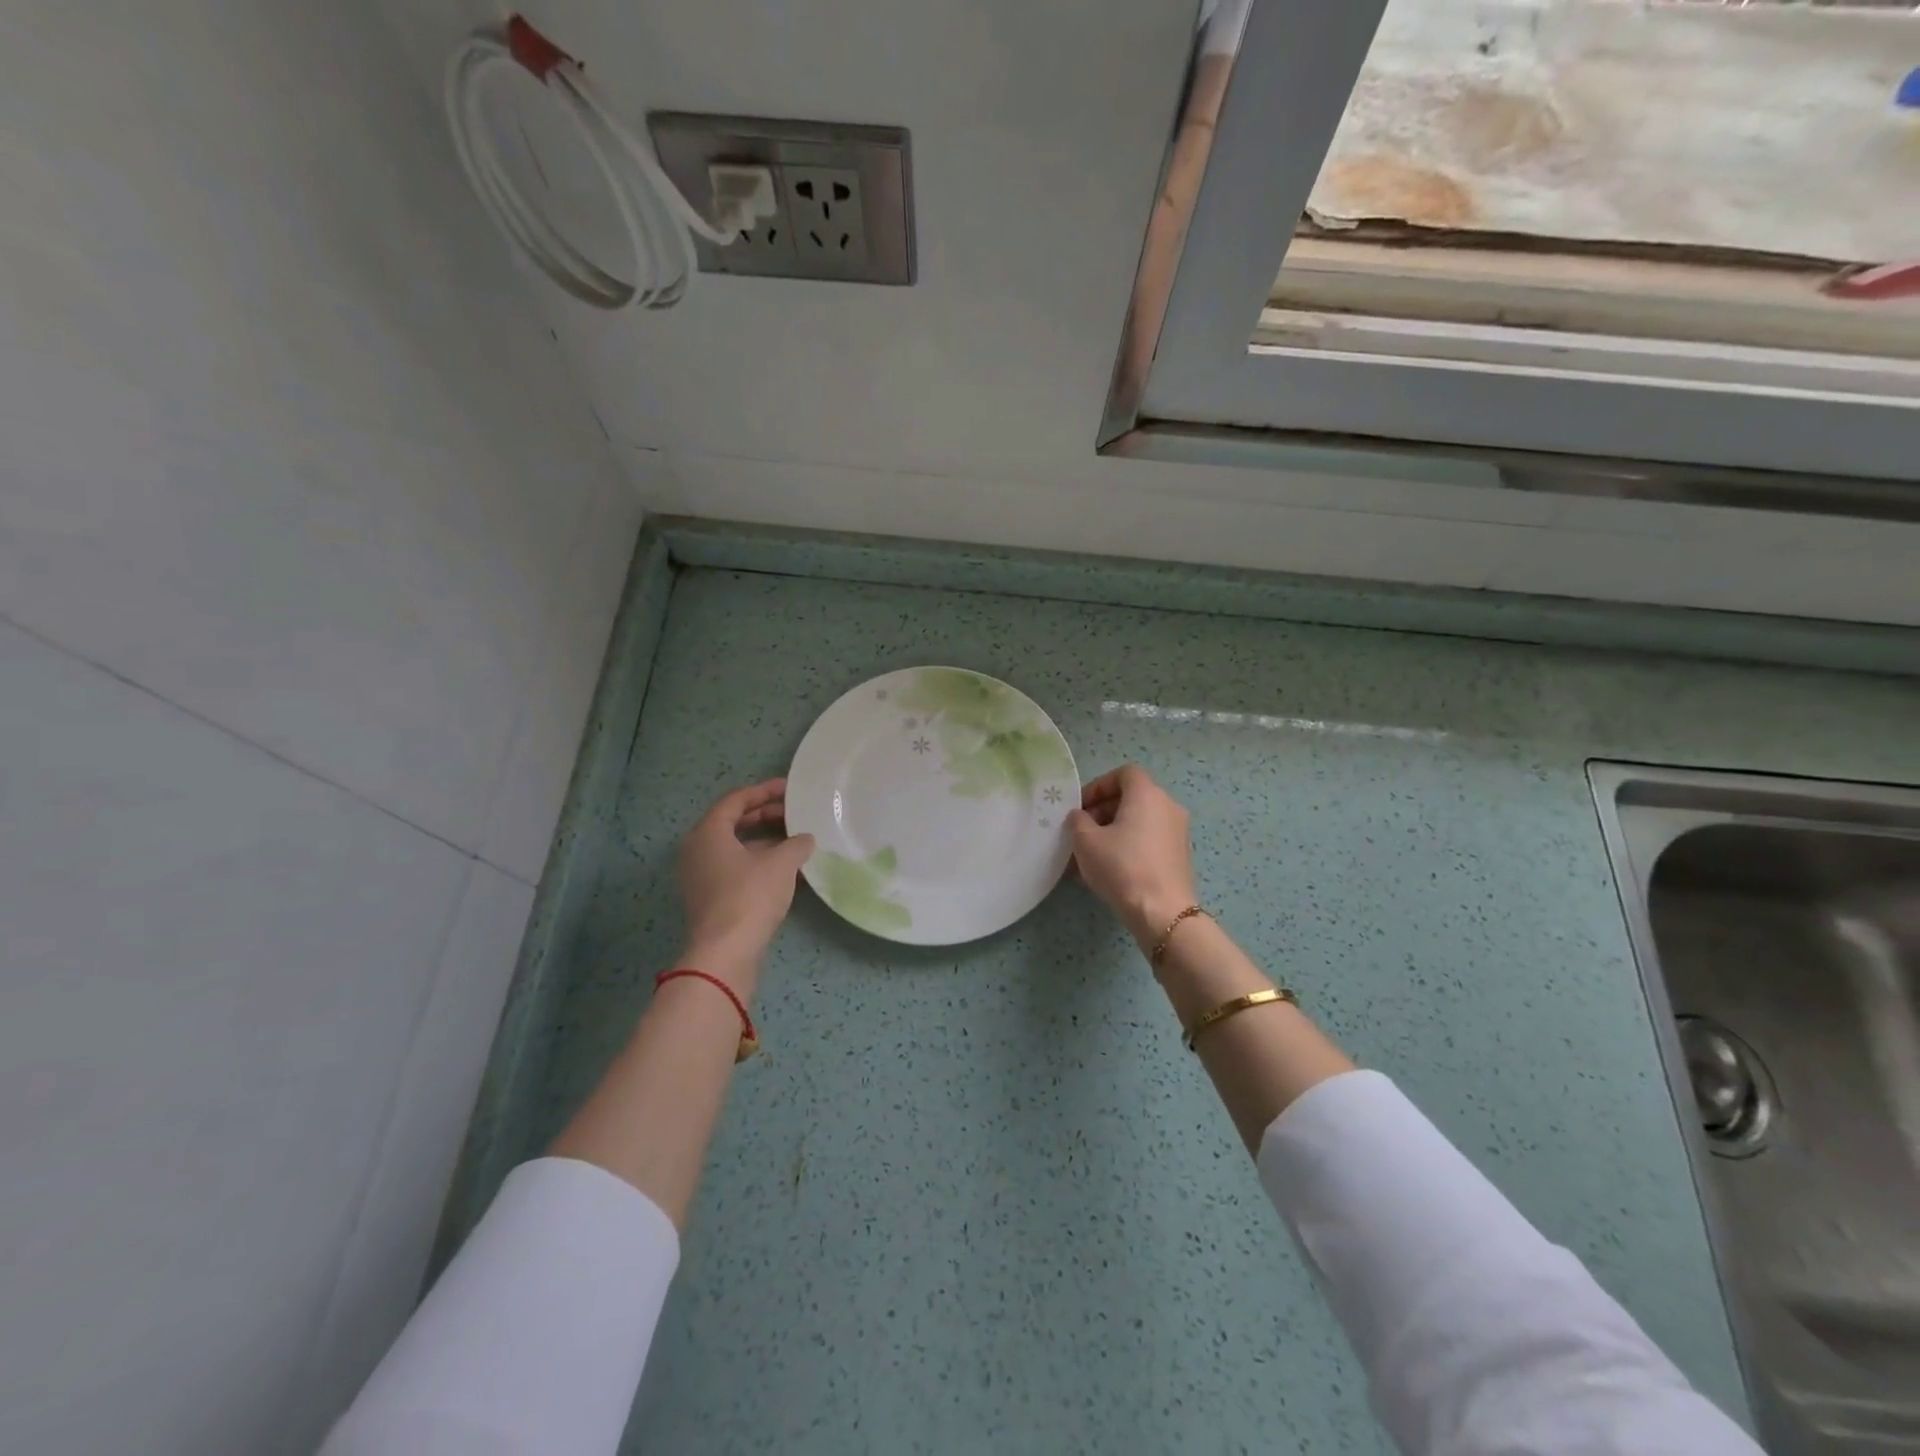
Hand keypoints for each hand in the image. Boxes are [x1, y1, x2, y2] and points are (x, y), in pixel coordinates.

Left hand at [677, 779, 814, 999]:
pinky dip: (758, 861)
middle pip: (733, 822)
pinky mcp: (709, 897)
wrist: (725, 952)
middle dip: (765, 815)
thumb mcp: (781, 863)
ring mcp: (700, 875)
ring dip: (764, 840)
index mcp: (708, 832)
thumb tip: (805, 839)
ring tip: (795, 840)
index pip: (736, 800)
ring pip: (734, 846)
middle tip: (794, 813)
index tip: (790, 789)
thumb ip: (797, 843)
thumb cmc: (750, 896)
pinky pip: (734, 867)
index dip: (764, 791)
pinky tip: (785, 868)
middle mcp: (697, 849)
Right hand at [1066, 765, 1198, 945]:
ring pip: (1140, 821)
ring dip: (1114, 830)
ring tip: (1091, 854)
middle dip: (1103, 810)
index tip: (1081, 807)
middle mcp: (1168, 806)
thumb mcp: (1086, 841)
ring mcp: (1178, 832)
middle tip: (1082, 831)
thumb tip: (1081, 817)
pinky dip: (1130, 845)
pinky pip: (1149, 840)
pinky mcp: (1180, 855)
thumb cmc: (1121, 867)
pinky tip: (1110, 869)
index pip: (1123, 773)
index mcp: (1147, 794)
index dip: (1099, 786)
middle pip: (1132, 797)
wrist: (1162, 912)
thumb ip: (1078, 820)